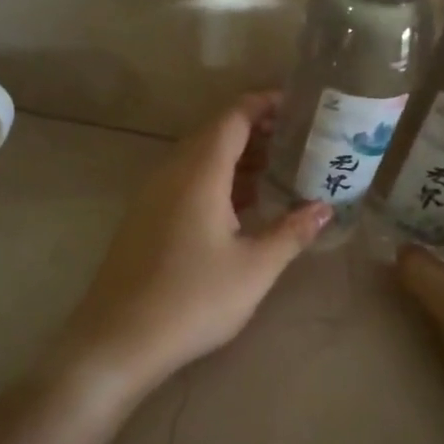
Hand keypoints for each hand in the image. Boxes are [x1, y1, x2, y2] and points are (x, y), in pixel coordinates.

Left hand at [52, 94, 330, 398]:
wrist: (119, 339)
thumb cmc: (193, 300)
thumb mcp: (254, 268)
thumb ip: (291, 232)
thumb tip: (324, 208)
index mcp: (198, 174)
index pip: (232, 118)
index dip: (264, 104)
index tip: (297, 106)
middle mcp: (171, 174)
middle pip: (214, 135)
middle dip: (255, 132)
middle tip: (297, 142)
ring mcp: (152, 198)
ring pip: (198, 161)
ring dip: (236, 160)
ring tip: (277, 171)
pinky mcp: (144, 221)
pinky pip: (185, 184)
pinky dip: (216, 183)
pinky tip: (240, 209)